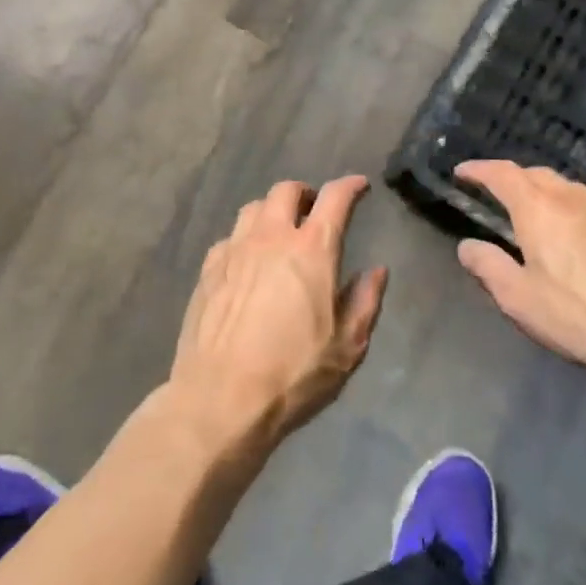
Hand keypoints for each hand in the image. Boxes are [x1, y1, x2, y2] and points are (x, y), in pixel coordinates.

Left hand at [168, 176, 387, 456]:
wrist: (220, 398)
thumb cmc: (294, 374)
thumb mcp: (347, 346)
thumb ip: (365, 301)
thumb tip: (377, 271)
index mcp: (312, 250)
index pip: (335, 199)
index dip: (350, 186)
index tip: (359, 186)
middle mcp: (272, 237)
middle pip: (286, 191)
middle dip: (306, 193)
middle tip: (314, 210)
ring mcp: (235, 250)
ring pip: (254, 208)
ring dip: (272, 211)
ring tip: (280, 232)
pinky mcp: (208, 269)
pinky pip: (230, 238)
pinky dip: (245, 239)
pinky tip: (248, 262)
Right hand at [452, 160, 585, 397]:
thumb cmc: (580, 315)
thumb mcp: (519, 298)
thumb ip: (487, 266)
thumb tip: (467, 245)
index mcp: (538, 208)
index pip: (501, 174)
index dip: (478, 169)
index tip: (462, 172)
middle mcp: (572, 198)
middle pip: (535, 174)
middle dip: (511, 178)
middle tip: (495, 194)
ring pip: (566, 188)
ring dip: (543, 192)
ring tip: (533, 213)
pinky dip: (571, 211)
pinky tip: (575, 238)